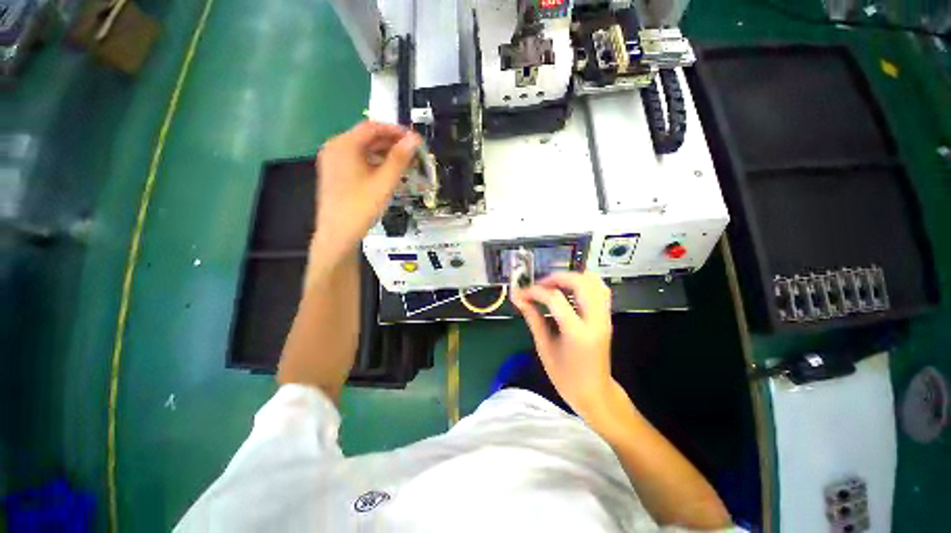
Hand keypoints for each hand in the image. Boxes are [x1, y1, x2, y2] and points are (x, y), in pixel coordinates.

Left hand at [311, 121, 419, 267]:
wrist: (338, 234)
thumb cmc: (361, 206)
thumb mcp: (384, 182)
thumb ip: (400, 158)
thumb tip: (415, 138)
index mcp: (344, 144)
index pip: (373, 127)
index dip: (396, 130)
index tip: (415, 139)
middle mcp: (335, 147)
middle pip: (367, 137)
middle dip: (391, 143)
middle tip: (413, 153)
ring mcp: (332, 160)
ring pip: (362, 149)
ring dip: (384, 153)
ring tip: (404, 163)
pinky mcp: (335, 173)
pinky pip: (357, 160)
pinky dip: (374, 162)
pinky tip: (387, 172)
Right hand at [511, 271, 615, 419]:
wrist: (595, 393)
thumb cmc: (566, 376)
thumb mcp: (544, 347)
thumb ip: (533, 318)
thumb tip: (519, 299)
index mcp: (577, 332)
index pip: (555, 299)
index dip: (536, 292)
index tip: (522, 293)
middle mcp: (595, 320)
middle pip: (580, 282)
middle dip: (557, 278)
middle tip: (540, 286)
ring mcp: (605, 317)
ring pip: (594, 282)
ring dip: (572, 278)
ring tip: (554, 286)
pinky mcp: (606, 317)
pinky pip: (600, 290)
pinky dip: (583, 283)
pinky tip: (569, 291)